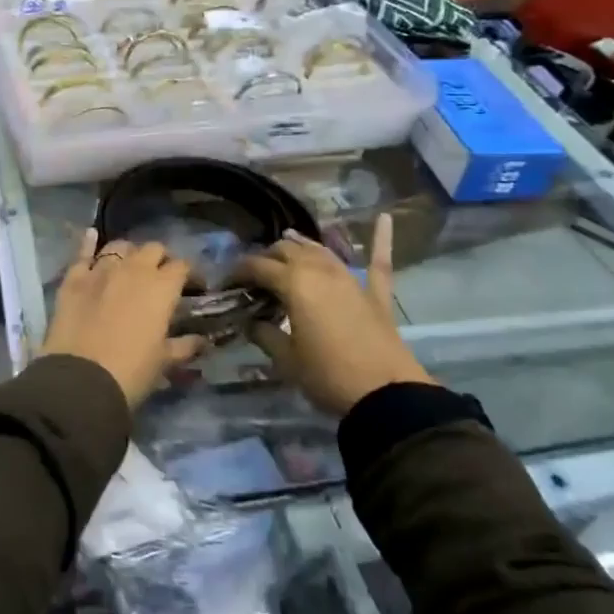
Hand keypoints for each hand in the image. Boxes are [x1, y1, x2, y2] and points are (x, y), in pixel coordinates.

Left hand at [40, 232, 203, 408]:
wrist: (81, 380)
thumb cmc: (131, 372)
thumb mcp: (163, 362)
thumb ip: (184, 346)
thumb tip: (202, 341)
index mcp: (161, 287)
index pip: (182, 266)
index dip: (189, 274)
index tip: (193, 287)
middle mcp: (134, 269)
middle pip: (153, 249)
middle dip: (160, 259)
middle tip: (160, 277)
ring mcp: (101, 270)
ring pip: (120, 246)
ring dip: (129, 253)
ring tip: (129, 266)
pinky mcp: (73, 278)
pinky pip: (83, 253)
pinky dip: (89, 243)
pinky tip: (92, 235)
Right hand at [237, 214, 432, 416]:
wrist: (386, 396)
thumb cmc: (327, 376)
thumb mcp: (286, 360)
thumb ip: (265, 335)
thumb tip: (251, 323)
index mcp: (294, 283)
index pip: (258, 266)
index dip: (239, 271)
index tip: (228, 280)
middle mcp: (320, 270)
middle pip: (288, 251)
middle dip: (268, 257)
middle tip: (255, 274)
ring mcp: (351, 279)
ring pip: (321, 250)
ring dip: (302, 246)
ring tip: (288, 245)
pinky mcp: (376, 294)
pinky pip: (378, 261)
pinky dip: (381, 239)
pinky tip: (384, 217)